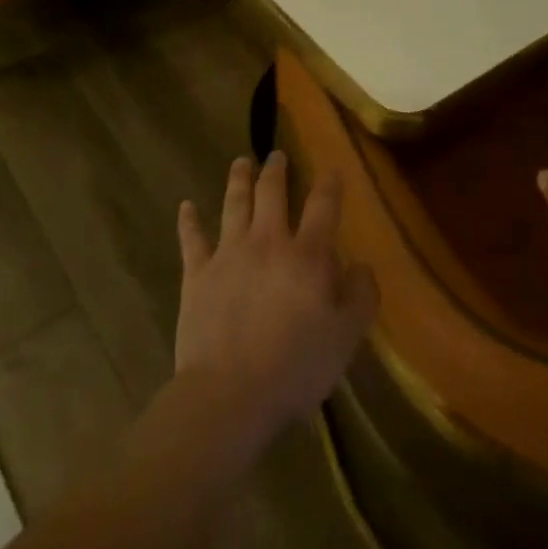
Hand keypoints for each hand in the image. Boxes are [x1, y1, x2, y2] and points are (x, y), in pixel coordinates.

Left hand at [174, 152, 378, 445]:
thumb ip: (361, 296)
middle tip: (276, 155)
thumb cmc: (296, 367)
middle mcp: (267, 242)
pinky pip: (192, 239)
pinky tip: (185, 206)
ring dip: (238, 180)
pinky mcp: (197, 275)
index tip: (332, 170)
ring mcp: (228, 254)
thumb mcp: (346, 337)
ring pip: (233, 205)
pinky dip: (188, 221)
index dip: (329, 185)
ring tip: (241, 162)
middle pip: (271, 194)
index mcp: (306, 255)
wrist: (230, 393)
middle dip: (276, 170)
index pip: (322, 207)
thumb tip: (362, 265)